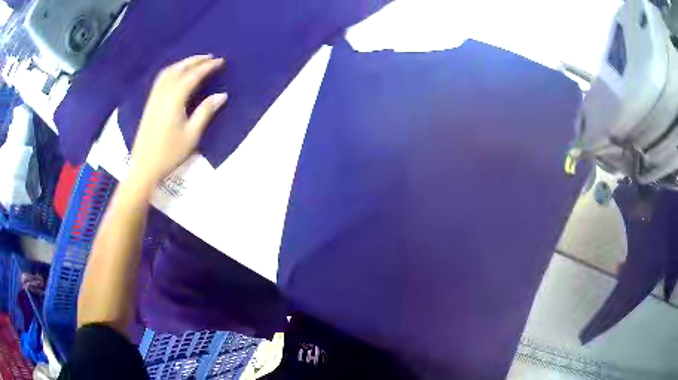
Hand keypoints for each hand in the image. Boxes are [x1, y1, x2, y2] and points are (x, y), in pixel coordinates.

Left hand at [127, 55, 226, 191]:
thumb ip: (206, 112)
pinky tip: (176, 75)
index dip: (207, 67)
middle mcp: (163, 93)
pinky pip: (161, 79)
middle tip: (210, 57)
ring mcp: (154, 97)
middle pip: (179, 69)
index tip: (220, 61)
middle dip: (195, 60)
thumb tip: (222, 95)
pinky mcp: (149, 104)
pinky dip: (172, 71)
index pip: (193, 76)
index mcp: (175, 99)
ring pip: (168, 72)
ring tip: (195, 62)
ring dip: (183, 63)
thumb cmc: (169, 153)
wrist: (143, 167)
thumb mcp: (191, 135)